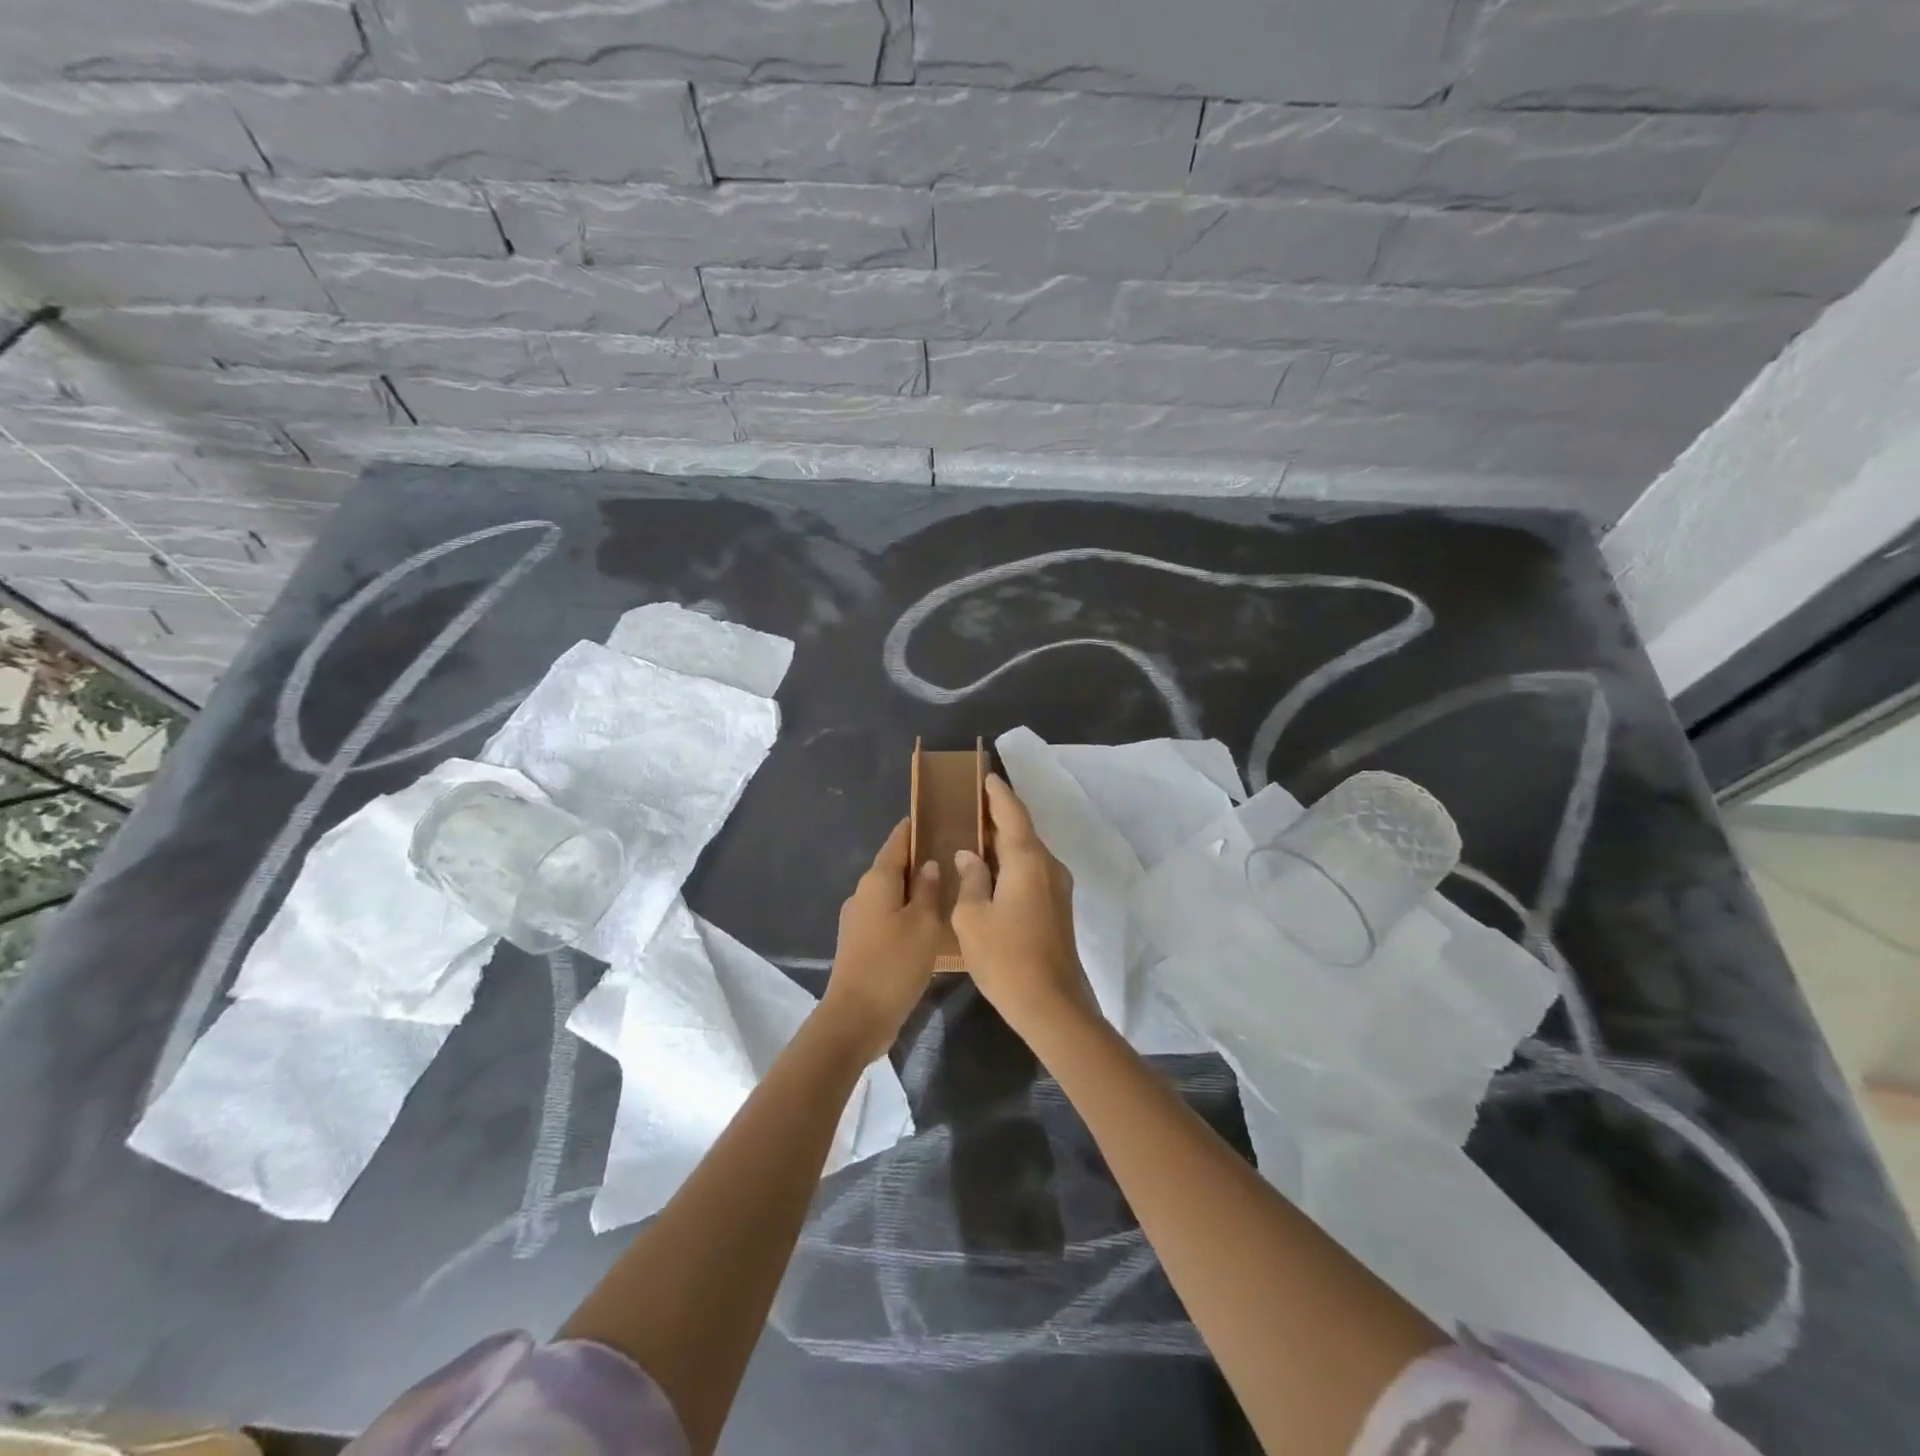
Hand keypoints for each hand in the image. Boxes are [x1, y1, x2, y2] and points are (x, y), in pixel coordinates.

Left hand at [820, 820, 943, 1061]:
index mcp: (877, 881)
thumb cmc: (894, 964)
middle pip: (892, 867)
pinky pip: (886, 915)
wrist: (856, 1017)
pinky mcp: (860, 943)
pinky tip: (927, 920)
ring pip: (890, 893)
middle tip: (949, 853)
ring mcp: (858, 920)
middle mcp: (862, 894)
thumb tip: (928, 864)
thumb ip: (928, 890)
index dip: (911, 829)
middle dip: (916, 858)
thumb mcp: (923, 924)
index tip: (931, 816)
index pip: (896, 843)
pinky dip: (906, 911)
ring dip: (912, 888)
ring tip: (944, 886)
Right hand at [951, 775, 1096, 1035]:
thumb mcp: (972, 917)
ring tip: (975, 836)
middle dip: (998, 817)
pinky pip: (1032, 872)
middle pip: (1022, 831)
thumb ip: (970, 879)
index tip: (986, 776)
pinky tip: (991, 872)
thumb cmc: (1006, 958)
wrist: (1052, 1005)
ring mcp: (1057, 888)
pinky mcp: (1057, 908)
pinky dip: (1012, 863)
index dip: (998, 794)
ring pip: (1028, 853)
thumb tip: (969, 855)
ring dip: (1005, 842)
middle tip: (970, 806)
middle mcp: (1048, 866)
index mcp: (1028, 861)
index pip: (1013, 814)